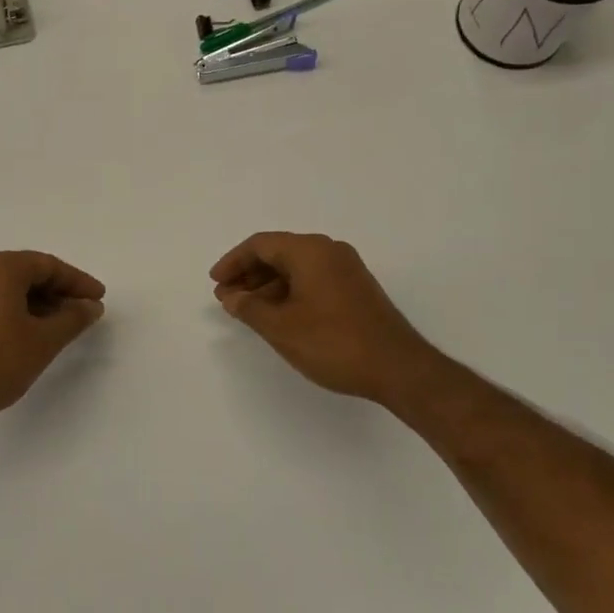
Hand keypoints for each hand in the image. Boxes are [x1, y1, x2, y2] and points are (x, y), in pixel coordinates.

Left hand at [0, 250, 105, 432]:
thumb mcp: (43, 340)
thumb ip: (73, 318)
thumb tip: (91, 306)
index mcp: (2, 267)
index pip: (49, 266)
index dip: (78, 282)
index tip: (99, 298)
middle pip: (31, 273)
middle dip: (61, 291)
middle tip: (86, 310)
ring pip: (14, 287)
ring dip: (42, 302)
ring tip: (65, 324)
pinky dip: (21, 309)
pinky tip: (36, 330)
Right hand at [210, 232, 442, 403]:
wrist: (398, 367)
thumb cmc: (333, 343)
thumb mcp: (281, 328)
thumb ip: (250, 308)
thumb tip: (231, 297)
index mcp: (310, 251)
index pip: (261, 244)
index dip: (233, 262)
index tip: (215, 282)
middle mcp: (329, 251)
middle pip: (279, 253)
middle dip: (249, 274)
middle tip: (226, 298)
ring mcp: (346, 269)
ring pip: (296, 268)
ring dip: (268, 285)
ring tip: (246, 309)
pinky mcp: (356, 288)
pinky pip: (313, 279)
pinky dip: (289, 292)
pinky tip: (277, 314)